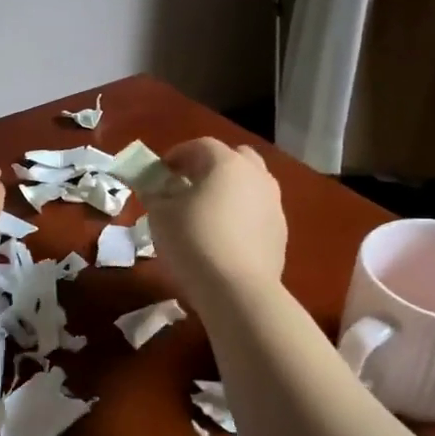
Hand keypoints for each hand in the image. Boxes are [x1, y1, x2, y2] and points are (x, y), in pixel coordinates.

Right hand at [145, 138, 286, 304]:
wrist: (237, 289)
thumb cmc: (193, 241)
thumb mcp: (160, 215)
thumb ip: (155, 194)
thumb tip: (154, 188)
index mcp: (226, 163)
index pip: (200, 146)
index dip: (177, 155)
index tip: (160, 171)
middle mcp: (256, 176)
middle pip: (234, 158)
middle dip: (210, 167)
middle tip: (188, 185)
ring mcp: (273, 204)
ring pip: (250, 185)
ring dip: (229, 191)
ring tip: (207, 213)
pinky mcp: (280, 232)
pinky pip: (257, 213)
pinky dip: (241, 216)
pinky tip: (224, 237)